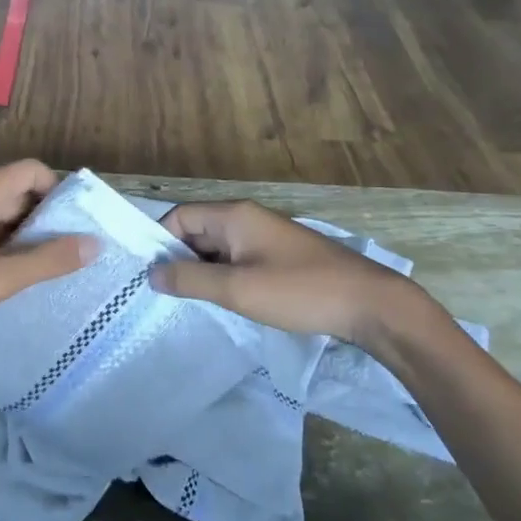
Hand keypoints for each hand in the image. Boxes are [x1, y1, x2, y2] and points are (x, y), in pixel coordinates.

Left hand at [0, 161, 93, 348]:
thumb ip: (48, 260)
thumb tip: (94, 243)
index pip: (32, 171)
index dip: (59, 190)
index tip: (77, 224)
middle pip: (18, 193)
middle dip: (46, 219)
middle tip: (71, 252)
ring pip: (1, 218)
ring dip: (25, 238)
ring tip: (47, 269)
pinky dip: (3, 250)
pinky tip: (11, 278)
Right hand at [150, 200, 441, 347]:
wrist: (369, 304)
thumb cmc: (299, 292)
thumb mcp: (237, 289)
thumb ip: (190, 279)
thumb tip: (151, 274)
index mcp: (234, 216)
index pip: (179, 217)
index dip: (160, 243)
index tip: (151, 277)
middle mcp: (247, 218)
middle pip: (196, 231)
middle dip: (179, 260)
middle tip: (167, 296)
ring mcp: (265, 237)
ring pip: (217, 248)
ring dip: (202, 272)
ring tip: (191, 303)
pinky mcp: (279, 257)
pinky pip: (237, 260)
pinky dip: (224, 277)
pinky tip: (224, 302)